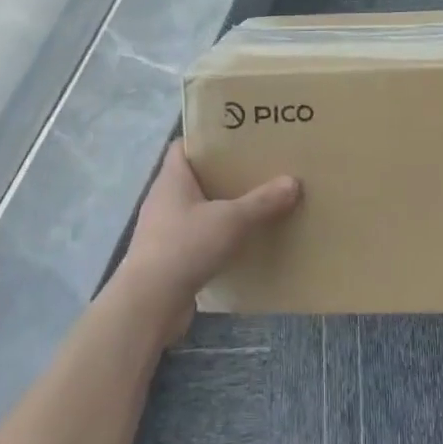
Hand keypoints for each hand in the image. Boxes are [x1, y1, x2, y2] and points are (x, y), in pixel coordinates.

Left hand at [114, 141, 299, 338]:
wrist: (149, 305)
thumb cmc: (185, 246)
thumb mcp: (231, 220)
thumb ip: (263, 201)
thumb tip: (293, 182)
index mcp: (172, 178)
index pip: (184, 146)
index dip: (207, 138)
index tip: (237, 138)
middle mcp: (164, 199)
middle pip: (195, 177)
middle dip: (223, 174)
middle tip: (256, 169)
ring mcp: (163, 230)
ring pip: (197, 209)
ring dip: (221, 208)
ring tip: (254, 204)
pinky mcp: (169, 258)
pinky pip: (197, 238)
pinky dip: (216, 237)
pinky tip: (240, 242)